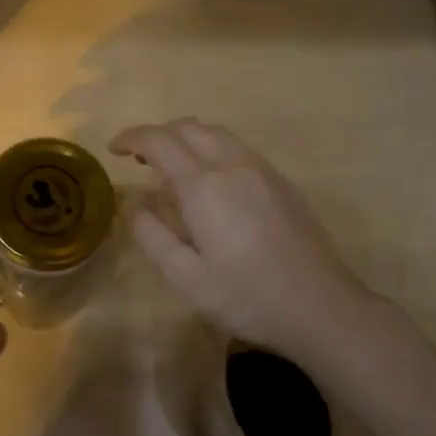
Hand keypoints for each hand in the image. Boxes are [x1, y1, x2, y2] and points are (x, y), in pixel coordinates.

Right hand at [111, 120, 378, 363]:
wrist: (321, 307)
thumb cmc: (247, 297)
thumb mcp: (187, 279)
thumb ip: (153, 237)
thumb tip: (136, 206)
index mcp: (204, 186)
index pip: (160, 142)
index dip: (132, 138)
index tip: (114, 149)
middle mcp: (233, 165)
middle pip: (190, 128)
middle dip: (159, 135)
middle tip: (140, 159)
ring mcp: (263, 171)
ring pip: (217, 134)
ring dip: (187, 139)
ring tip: (173, 167)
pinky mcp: (283, 183)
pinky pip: (239, 149)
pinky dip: (213, 150)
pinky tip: (212, 182)